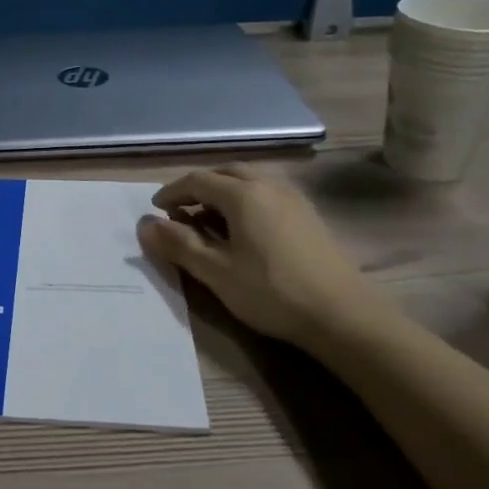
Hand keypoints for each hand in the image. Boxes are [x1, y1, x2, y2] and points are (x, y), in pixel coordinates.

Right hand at [137, 165, 386, 350]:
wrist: (343, 315)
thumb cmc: (272, 292)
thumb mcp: (216, 272)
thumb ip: (178, 245)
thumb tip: (145, 224)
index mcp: (242, 194)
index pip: (197, 180)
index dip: (172, 192)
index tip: (156, 209)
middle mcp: (268, 186)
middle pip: (226, 173)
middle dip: (199, 187)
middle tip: (181, 210)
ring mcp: (293, 199)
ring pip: (250, 181)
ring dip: (224, 192)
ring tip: (210, 220)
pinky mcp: (309, 216)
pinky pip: (268, 194)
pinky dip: (246, 201)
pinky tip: (245, 230)